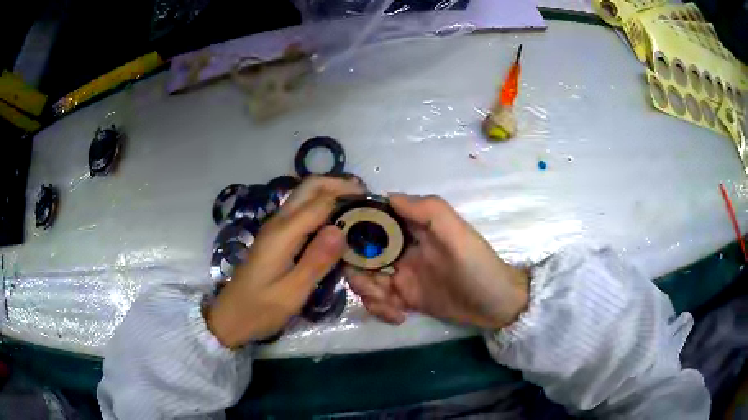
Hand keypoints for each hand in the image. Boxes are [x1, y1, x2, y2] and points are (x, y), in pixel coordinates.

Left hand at [206, 176, 364, 347]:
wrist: (231, 317)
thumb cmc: (260, 309)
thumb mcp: (292, 293)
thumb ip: (316, 261)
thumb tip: (340, 229)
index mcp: (282, 234)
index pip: (320, 202)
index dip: (347, 198)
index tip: (372, 205)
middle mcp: (278, 222)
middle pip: (310, 187)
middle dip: (338, 185)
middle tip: (365, 199)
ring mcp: (275, 228)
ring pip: (304, 196)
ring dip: (330, 194)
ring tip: (356, 208)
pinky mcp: (276, 237)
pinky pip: (301, 211)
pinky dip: (321, 208)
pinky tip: (335, 224)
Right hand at [346, 194, 528, 329]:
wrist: (496, 306)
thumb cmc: (478, 267)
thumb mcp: (458, 236)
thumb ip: (429, 211)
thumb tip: (387, 197)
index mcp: (413, 228)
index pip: (374, 219)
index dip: (355, 228)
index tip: (342, 246)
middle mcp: (402, 248)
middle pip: (362, 253)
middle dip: (359, 272)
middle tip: (376, 289)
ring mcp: (401, 274)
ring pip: (366, 278)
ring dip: (369, 294)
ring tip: (392, 307)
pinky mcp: (404, 297)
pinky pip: (378, 300)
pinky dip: (381, 309)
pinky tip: (399, 316)